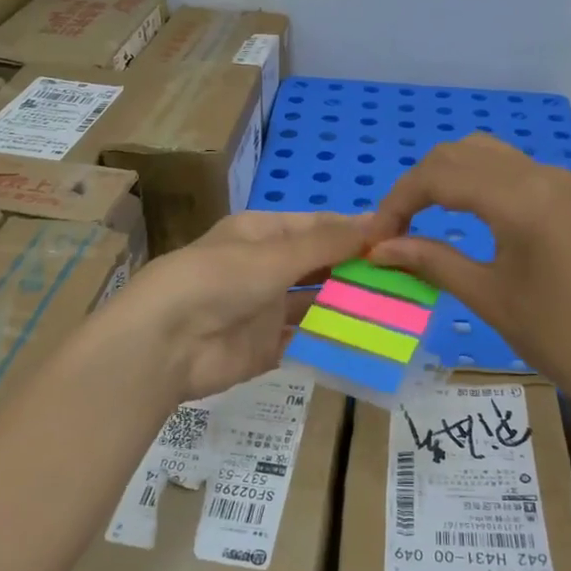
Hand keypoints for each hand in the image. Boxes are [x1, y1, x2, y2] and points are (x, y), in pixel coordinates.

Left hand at [107, 210, 372, 403]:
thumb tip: (377, 222)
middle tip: (406, 278)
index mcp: (262, 234)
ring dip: (348, 306)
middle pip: (319, 266)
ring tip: (396, 310)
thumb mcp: (274, 254)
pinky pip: (305, 342)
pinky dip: (332, 341)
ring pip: (316, 305)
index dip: (354, 230)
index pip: (317, 226)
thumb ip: (326, 244)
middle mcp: (265, 268)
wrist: (164, 344)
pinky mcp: (265, 349)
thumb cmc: (218, 280)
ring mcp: (265, 310)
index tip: (398, 236)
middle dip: (356, 271)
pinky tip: (368, 343)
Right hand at [370, 134, 570, 415]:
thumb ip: (430, 260)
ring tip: (417, 218)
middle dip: (416, 185)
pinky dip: (470, 180)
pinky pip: (505, 168)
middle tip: (392, 229)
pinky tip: (456, 213)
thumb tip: (379, 248)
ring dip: (442, 177)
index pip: (440, 177)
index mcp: (520, 199)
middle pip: (457, 154)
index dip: (398, 202)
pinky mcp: (563, 194)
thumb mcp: (486, 296)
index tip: (375, 238)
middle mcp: (538, 174)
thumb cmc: (558, 335)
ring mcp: (555, 180)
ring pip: (481, 153)